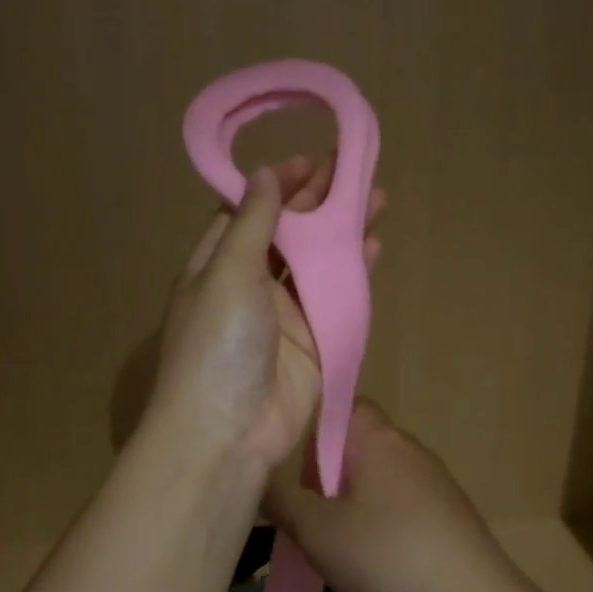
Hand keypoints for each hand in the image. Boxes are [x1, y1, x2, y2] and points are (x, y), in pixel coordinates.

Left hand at [145, 154, 382, 476]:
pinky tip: (374, 244)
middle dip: (317, 202)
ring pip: (317, 261)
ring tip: (375, 195)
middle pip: (287, 233)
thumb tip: (262, 174)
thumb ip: (251, 223)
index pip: (247, 213)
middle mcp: (250, 285)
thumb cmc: (217, 343)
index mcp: (217, 265)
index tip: (308, 160)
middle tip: (352, 167)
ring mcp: (284, 314)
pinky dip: (355, 271)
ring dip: (342, 231)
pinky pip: (337, 297)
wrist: (229, 430)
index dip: (276, 186)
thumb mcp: (227, 272)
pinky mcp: (315, 341)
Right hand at [263, 401, 508, 591]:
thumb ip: (282, 502)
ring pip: (379, 476)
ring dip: (354, 501)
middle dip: (328, 474)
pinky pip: (403, 502)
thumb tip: (260, 480)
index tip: (293, 465)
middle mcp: (408, 446)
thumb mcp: (317, 532)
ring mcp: (435, 478)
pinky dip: (384, 520)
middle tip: (309, 513)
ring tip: (339, 542)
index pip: (340, 404)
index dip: (311, 428)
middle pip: (356, 444)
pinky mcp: (451, 510)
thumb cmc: (387, 554)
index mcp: (377, 437)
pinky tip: (378, 558)